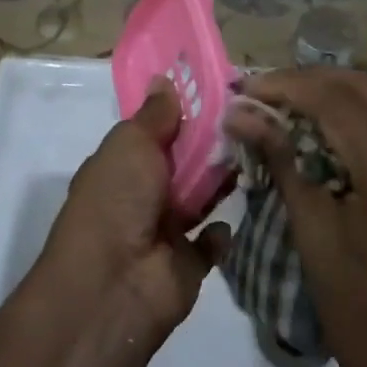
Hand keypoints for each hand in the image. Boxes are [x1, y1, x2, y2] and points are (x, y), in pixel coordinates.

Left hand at [39, 82, 230, 341]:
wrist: (112, 287)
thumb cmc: (116, 201)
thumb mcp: (130, 144)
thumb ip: (155, 115)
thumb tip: (164, 79)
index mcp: (122, 165)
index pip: (157, 132)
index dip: (184, 113)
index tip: (220, 91)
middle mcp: (142, 195)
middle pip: (183, 162)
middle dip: (211, 144)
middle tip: (250, 119)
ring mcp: (165, 232)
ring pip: (201, 197)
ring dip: (221, 181)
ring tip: (254, 154)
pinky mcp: (188, 265)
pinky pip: (212, 242)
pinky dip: (222, 232)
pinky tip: (231, 216)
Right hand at [227, 69, 366, 366]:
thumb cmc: (360, 318)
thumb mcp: (313, 236)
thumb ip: (282, 161)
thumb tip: (240, 112)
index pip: (342, 103)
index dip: (291, 86)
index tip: (250, 86)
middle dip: (316, 80)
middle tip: (270, 89)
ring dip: (344, 94)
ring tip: (296, 101)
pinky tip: (337, 126)